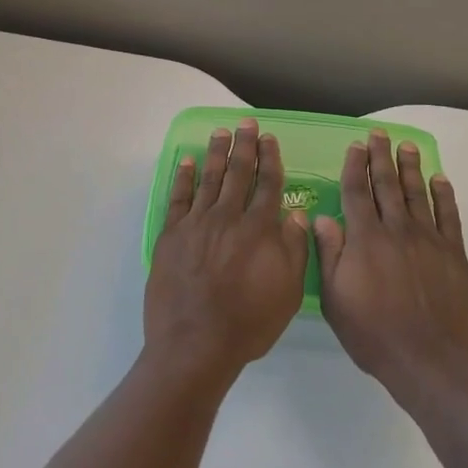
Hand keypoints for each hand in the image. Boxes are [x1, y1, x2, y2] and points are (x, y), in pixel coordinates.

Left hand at [145, 118, 308, 388]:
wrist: (195, 344)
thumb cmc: (248, 323)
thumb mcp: (288, 293)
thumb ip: (293, 249)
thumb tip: (295, 213)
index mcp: (259, 230)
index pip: (268, 185)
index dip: (270, 159)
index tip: (269, 139)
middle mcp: (228, 217)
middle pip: (238, 173)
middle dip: (244, 146)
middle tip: (245, 123)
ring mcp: (197, 224)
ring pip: (208, 179)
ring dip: (215, 153)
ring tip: (220, 132)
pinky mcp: (171, 235)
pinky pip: (178, 198)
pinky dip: (183, 177)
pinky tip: (186, 162)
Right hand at [315, 131, 467, 400]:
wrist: (430, 359)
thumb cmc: (374, 333)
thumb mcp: (335, 299)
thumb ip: (329, 255)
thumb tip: (321, 218)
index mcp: (365, 239)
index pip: (357, 192)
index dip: (355, 166)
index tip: (355, 146)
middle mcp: (396, 229)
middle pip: (387, 185)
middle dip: (382, 157)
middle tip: (380, 135)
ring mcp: (428, 239)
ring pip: (417, 193)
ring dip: (410, 168)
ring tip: (407, 147)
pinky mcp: (453, 253)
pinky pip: (448, 215)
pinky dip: (444, 195)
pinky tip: (440, 180)